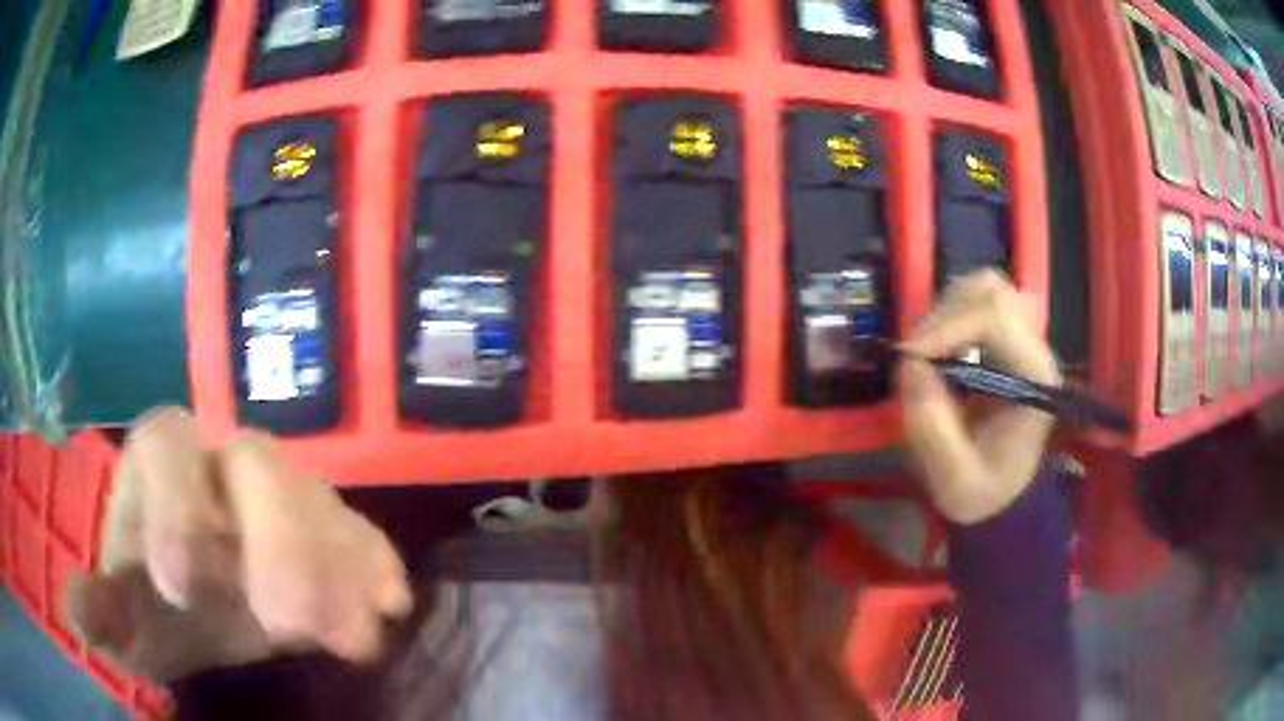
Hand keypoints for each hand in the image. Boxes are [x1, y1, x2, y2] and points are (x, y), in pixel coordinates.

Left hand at [65, 408, 412, 681]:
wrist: (209, 601)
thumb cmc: (157, 598)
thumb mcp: (126, 611)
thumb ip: (104, 609)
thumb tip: (78, 615)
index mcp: (165, 461)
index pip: (167, 447)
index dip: (174, 508)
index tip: (181, 590)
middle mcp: (226, 461)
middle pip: (258, 465)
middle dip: (278, 542)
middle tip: (290, 625)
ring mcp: (285, 491)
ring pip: (318, 501)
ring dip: (337, 569)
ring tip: (350, 640)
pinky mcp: (330, 529)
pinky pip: (363, 532)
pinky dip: (377, 566)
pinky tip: (389, 606)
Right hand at [900, 271, 1061, 524]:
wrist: (1002, 495)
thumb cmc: (983, 492)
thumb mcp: (953, 478)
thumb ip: (932, 428)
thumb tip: (910, 365)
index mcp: (1033, 380)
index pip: (995, 318)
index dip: (946, 326)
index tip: (909, 357)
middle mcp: (1033, 350)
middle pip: (993, 291)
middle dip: (945, 314)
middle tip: (918, 355)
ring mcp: (1022, 342)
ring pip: (985, 289)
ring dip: (947, 311)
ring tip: (928, 351)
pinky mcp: (1006, 342)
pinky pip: (977, 304)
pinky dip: (950, 315)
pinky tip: (939, 350)